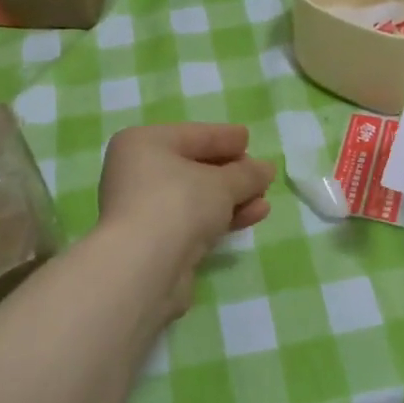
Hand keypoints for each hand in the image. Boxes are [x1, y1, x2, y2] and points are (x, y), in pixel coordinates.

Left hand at [97, 123, 275, 314]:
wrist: (144, 267)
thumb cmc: (178, 203)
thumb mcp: (221, 182)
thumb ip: (247, 174)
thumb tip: (266, 169)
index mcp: (144, 144)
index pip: (192, 135)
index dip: (223, 137)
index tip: (248, 139)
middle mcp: (137, 173)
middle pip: (193, 167)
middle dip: (232, 173)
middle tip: (261, 175)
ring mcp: (145, 209)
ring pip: (196, 197)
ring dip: (232, 198)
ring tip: (265, 199)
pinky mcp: (155, 242)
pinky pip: (194, 221)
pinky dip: (222, 217)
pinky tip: (253, 216)